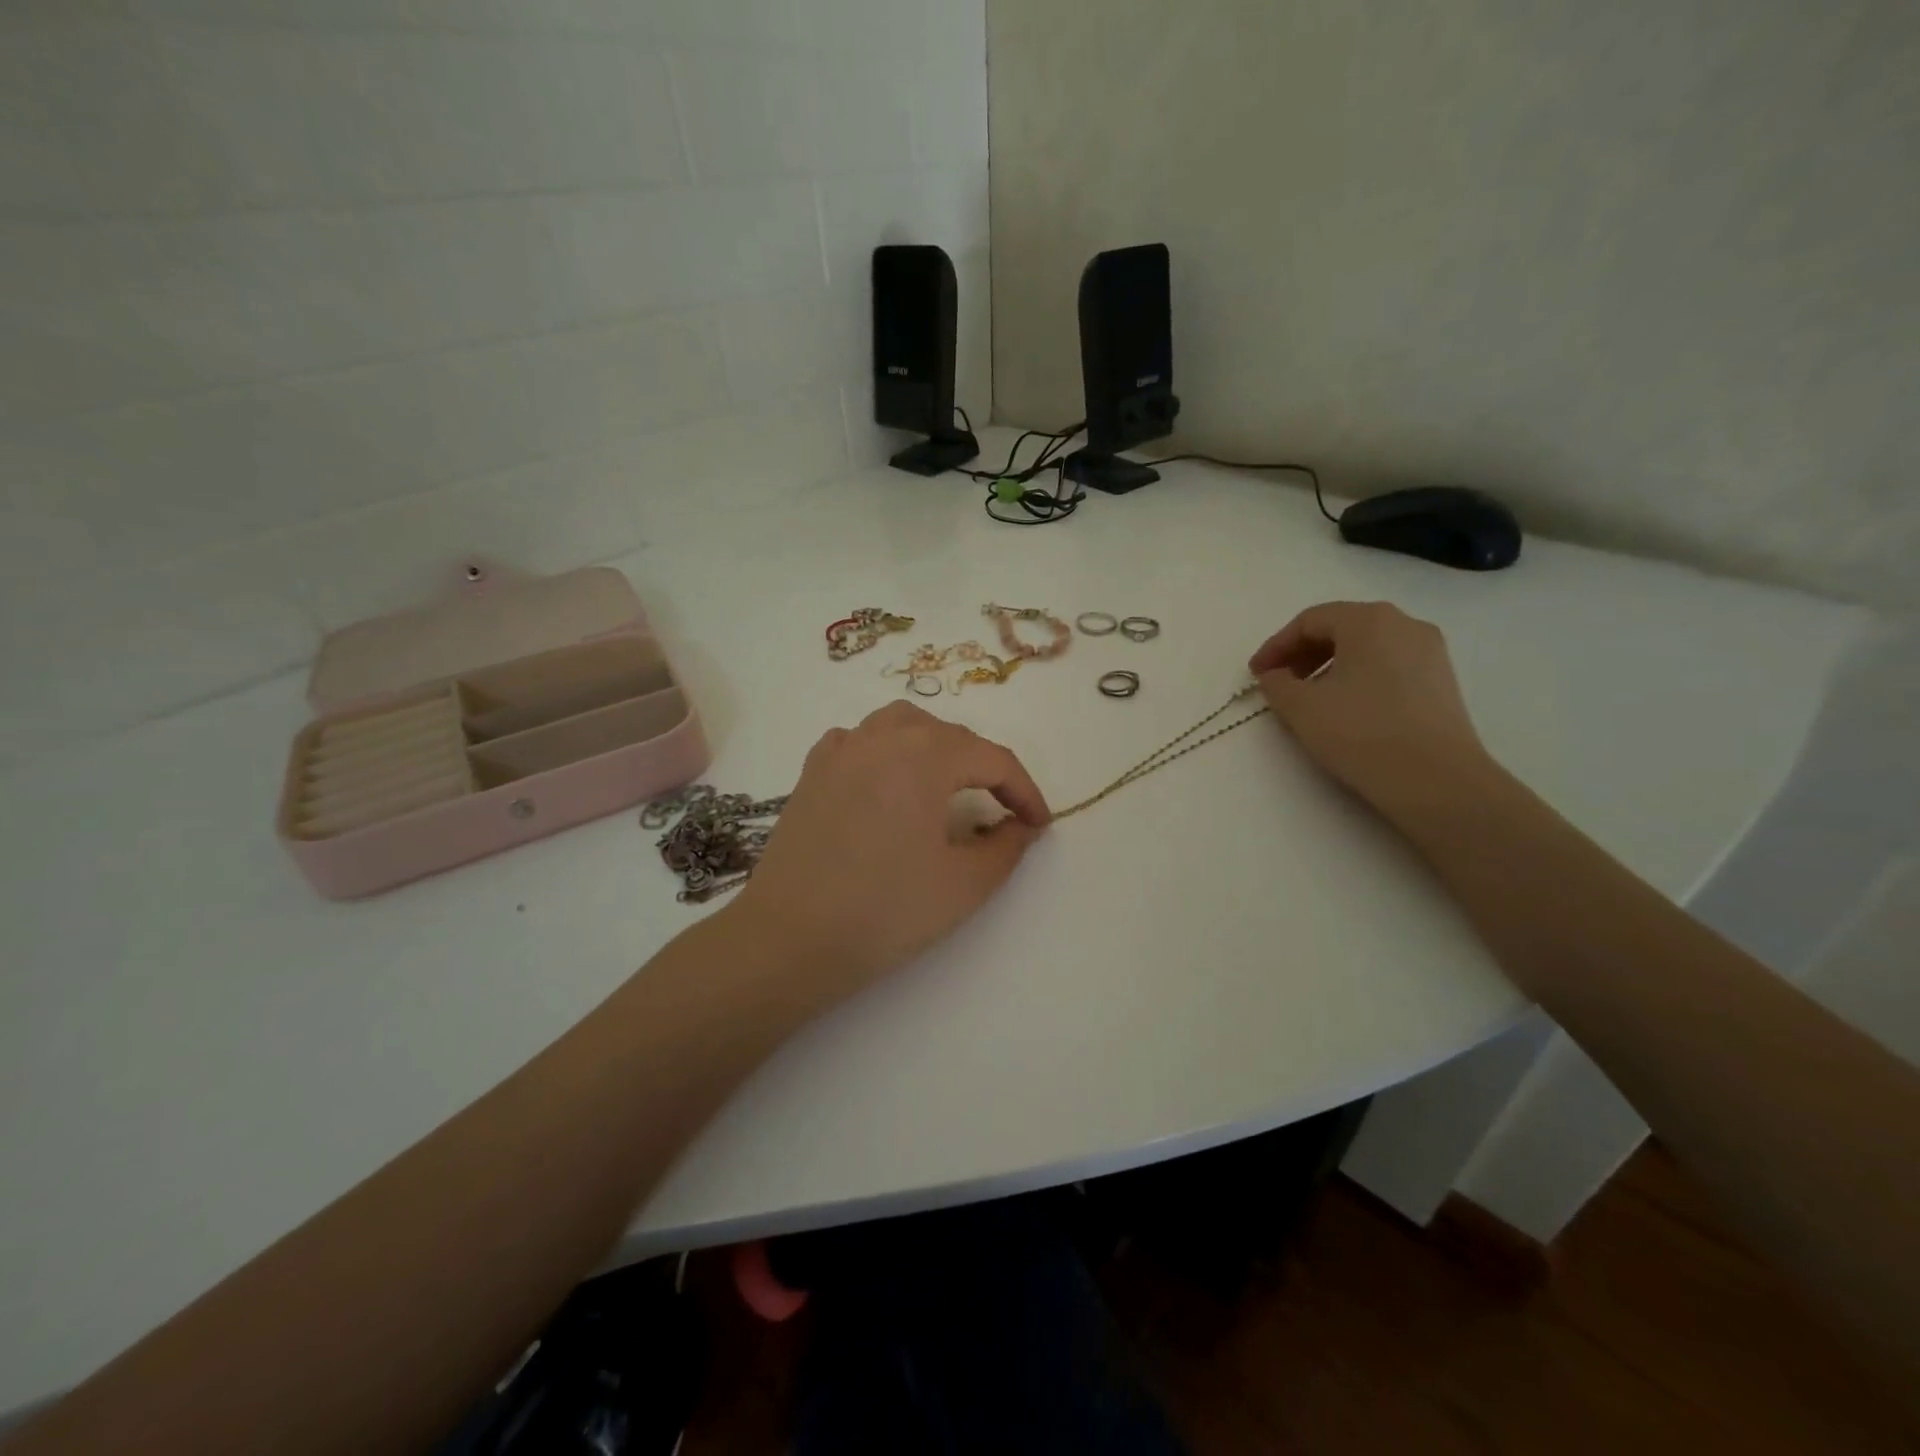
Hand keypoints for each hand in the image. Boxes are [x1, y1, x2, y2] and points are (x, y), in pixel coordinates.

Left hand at [728, 701, 1050, 998]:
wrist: (790, 938)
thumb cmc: (885, 911)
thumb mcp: (964, 885)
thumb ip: (1006, 847)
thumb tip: (1021, 826)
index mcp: (925, 756)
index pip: (993, 759)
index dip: (1024, 790)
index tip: (1039, 824)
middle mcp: (882, 738)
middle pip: (949, 735)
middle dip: (983, 767)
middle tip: (1001, 809)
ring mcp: (840, 751)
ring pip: (901, 725)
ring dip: (935, 746)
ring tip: (948, 783)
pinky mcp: (811, 773)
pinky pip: (859, 741)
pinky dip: (885, 750)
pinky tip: (887, 781)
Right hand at [1249, 601, 1494, 817]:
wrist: (1436, 780)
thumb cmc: (1361, 733)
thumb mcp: (1301, 707)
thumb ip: (1277, 684)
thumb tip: (1275, 676)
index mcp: (1369, 620)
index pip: (1309, 621)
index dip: (1276, 646)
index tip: (1256, 675)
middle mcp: (1405, 624)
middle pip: (1341, 628)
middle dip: (1302, 655)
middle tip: (1279, 685)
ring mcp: (1430, 652)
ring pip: (1366, 648)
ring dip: (1329, 667)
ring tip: (1309, 700)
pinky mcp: (1441, 682)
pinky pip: (1389, 667)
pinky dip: (1358, 679)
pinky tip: (1346, 710)